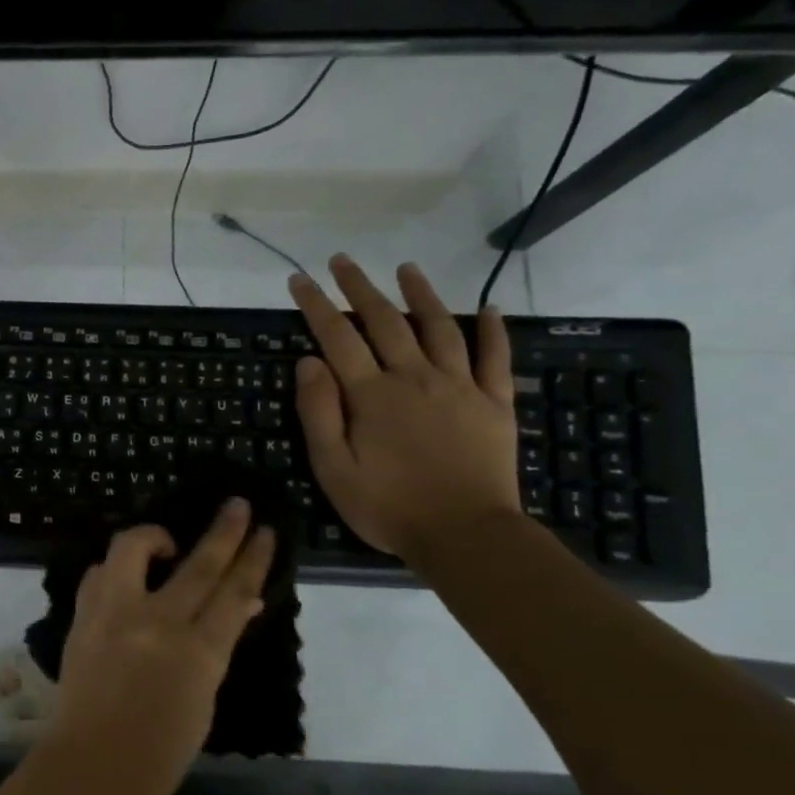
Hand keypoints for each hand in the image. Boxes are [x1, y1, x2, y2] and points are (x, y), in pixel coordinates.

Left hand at [38, 501, 274, 794]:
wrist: (93, 762)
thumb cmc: (161, 748)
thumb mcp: (204, 697)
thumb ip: (217, 645)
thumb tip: (239, 604)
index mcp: (198, 652)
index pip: (234, 592)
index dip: (252, 558)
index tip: (264, 530)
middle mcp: (157, 622)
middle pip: (198, 564)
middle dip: (223, 531)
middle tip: (236, 505)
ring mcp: (114, 613)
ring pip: (133, 548)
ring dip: (155, 535)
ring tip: (166, 542)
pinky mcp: (83, 615)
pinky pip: (100, 574)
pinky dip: (115, 569)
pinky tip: (125, 577)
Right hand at [288, 255, 521, 561]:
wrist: (465, 534)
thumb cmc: (387, 506)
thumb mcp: (333, 468)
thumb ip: (318, 412)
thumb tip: (309, 362)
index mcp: (371, 395)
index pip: (337, 338)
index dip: (316, 306)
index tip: (299, 280)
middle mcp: (414, 378)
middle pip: (384, 321)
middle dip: (359, 287)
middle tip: (342, 260)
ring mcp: (459, 387)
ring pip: (438, 328)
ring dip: (420, 294)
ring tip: (406, 267)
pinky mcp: (494, 403)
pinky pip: (495, 358)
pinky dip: (492, 330)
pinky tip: (488, 308)